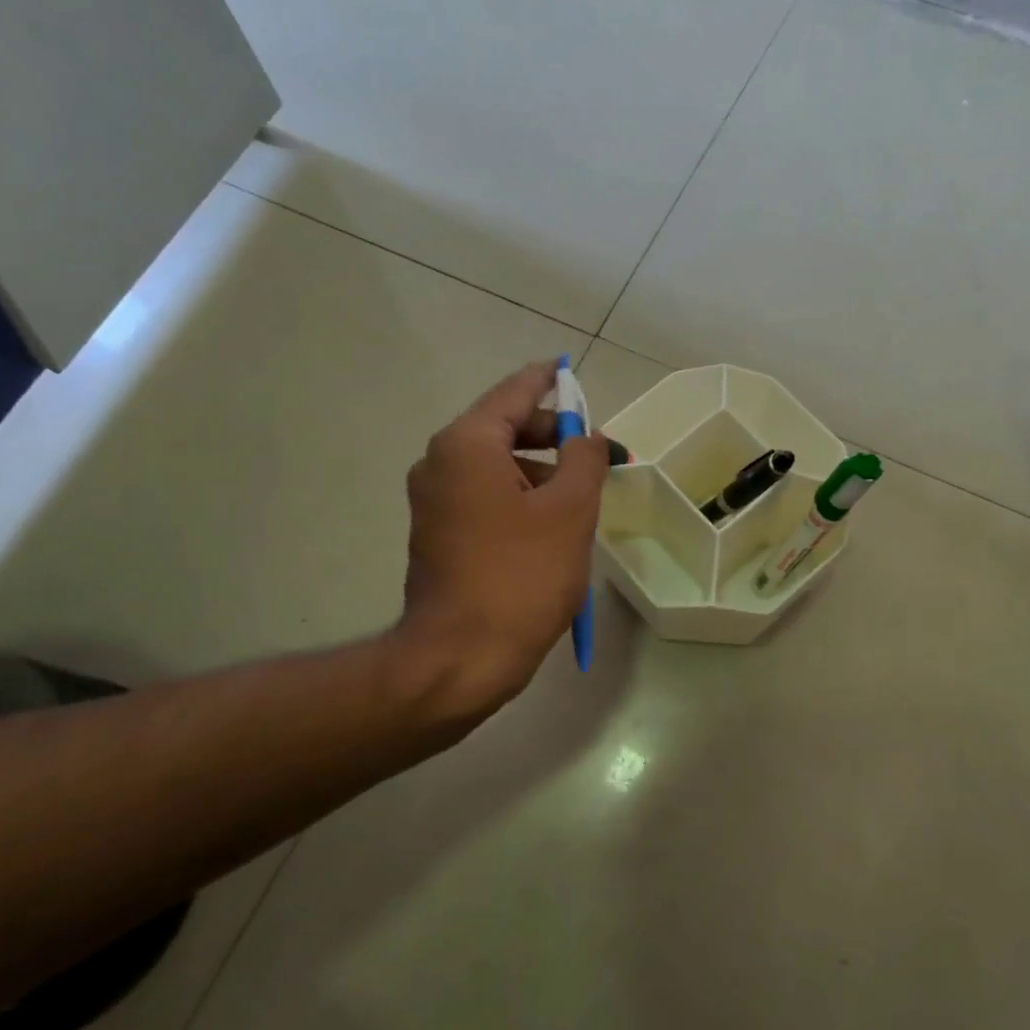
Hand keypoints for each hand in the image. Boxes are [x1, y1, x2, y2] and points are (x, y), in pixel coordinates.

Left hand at [397, 361, 609, 727]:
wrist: (460, 658)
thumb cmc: (520, 576)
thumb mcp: (569, 510)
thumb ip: (584, 458)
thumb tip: (587, 436)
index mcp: (467, 444)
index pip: (515, 392)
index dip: (548, 381)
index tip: (569, 371)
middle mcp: (440, 462)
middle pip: (504, 428)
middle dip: (554, 437)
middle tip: (597, 454)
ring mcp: (433, 501)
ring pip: (496, 467)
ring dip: (540, 472)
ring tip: (582, 497)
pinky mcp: (436, 534)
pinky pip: (484, 497)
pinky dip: (518, 497)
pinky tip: (551, 525)